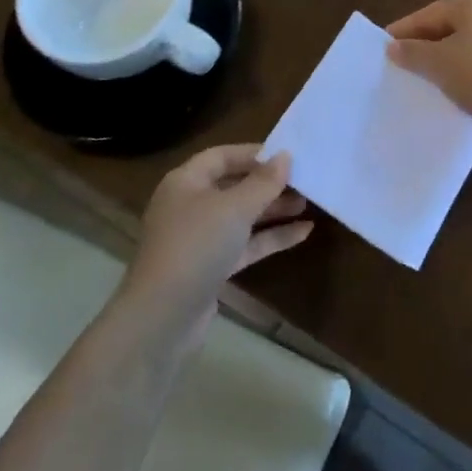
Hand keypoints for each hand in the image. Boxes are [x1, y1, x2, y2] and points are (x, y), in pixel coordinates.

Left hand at [123, 145, 311, 327]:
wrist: (163, 317)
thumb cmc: (197, 246)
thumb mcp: (234, 208)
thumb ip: (263, 182)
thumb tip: (285, 156)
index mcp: (186, 182)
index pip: (221, 157)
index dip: (253, 153)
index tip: (286, 154)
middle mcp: (189, 206)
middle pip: (233, 186)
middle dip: (267, 184)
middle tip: (303, 179)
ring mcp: (199, 239)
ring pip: (241, 217)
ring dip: (272, 210)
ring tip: (308, 203)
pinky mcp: (210, 268)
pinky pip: (244, 244)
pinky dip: (270, 237)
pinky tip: (303, 233)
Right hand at [385, 0, 471, 130]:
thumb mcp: (438, 64)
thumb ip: (412, 52)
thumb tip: (394, 46)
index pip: (431, 12)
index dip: (406, 28)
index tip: (387, 43)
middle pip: (452, 24)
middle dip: (427, 41)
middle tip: (405, 58)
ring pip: (471, 41)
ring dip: (448, 55)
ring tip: (429, 73)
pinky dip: (469, 66)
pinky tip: (460, 84)